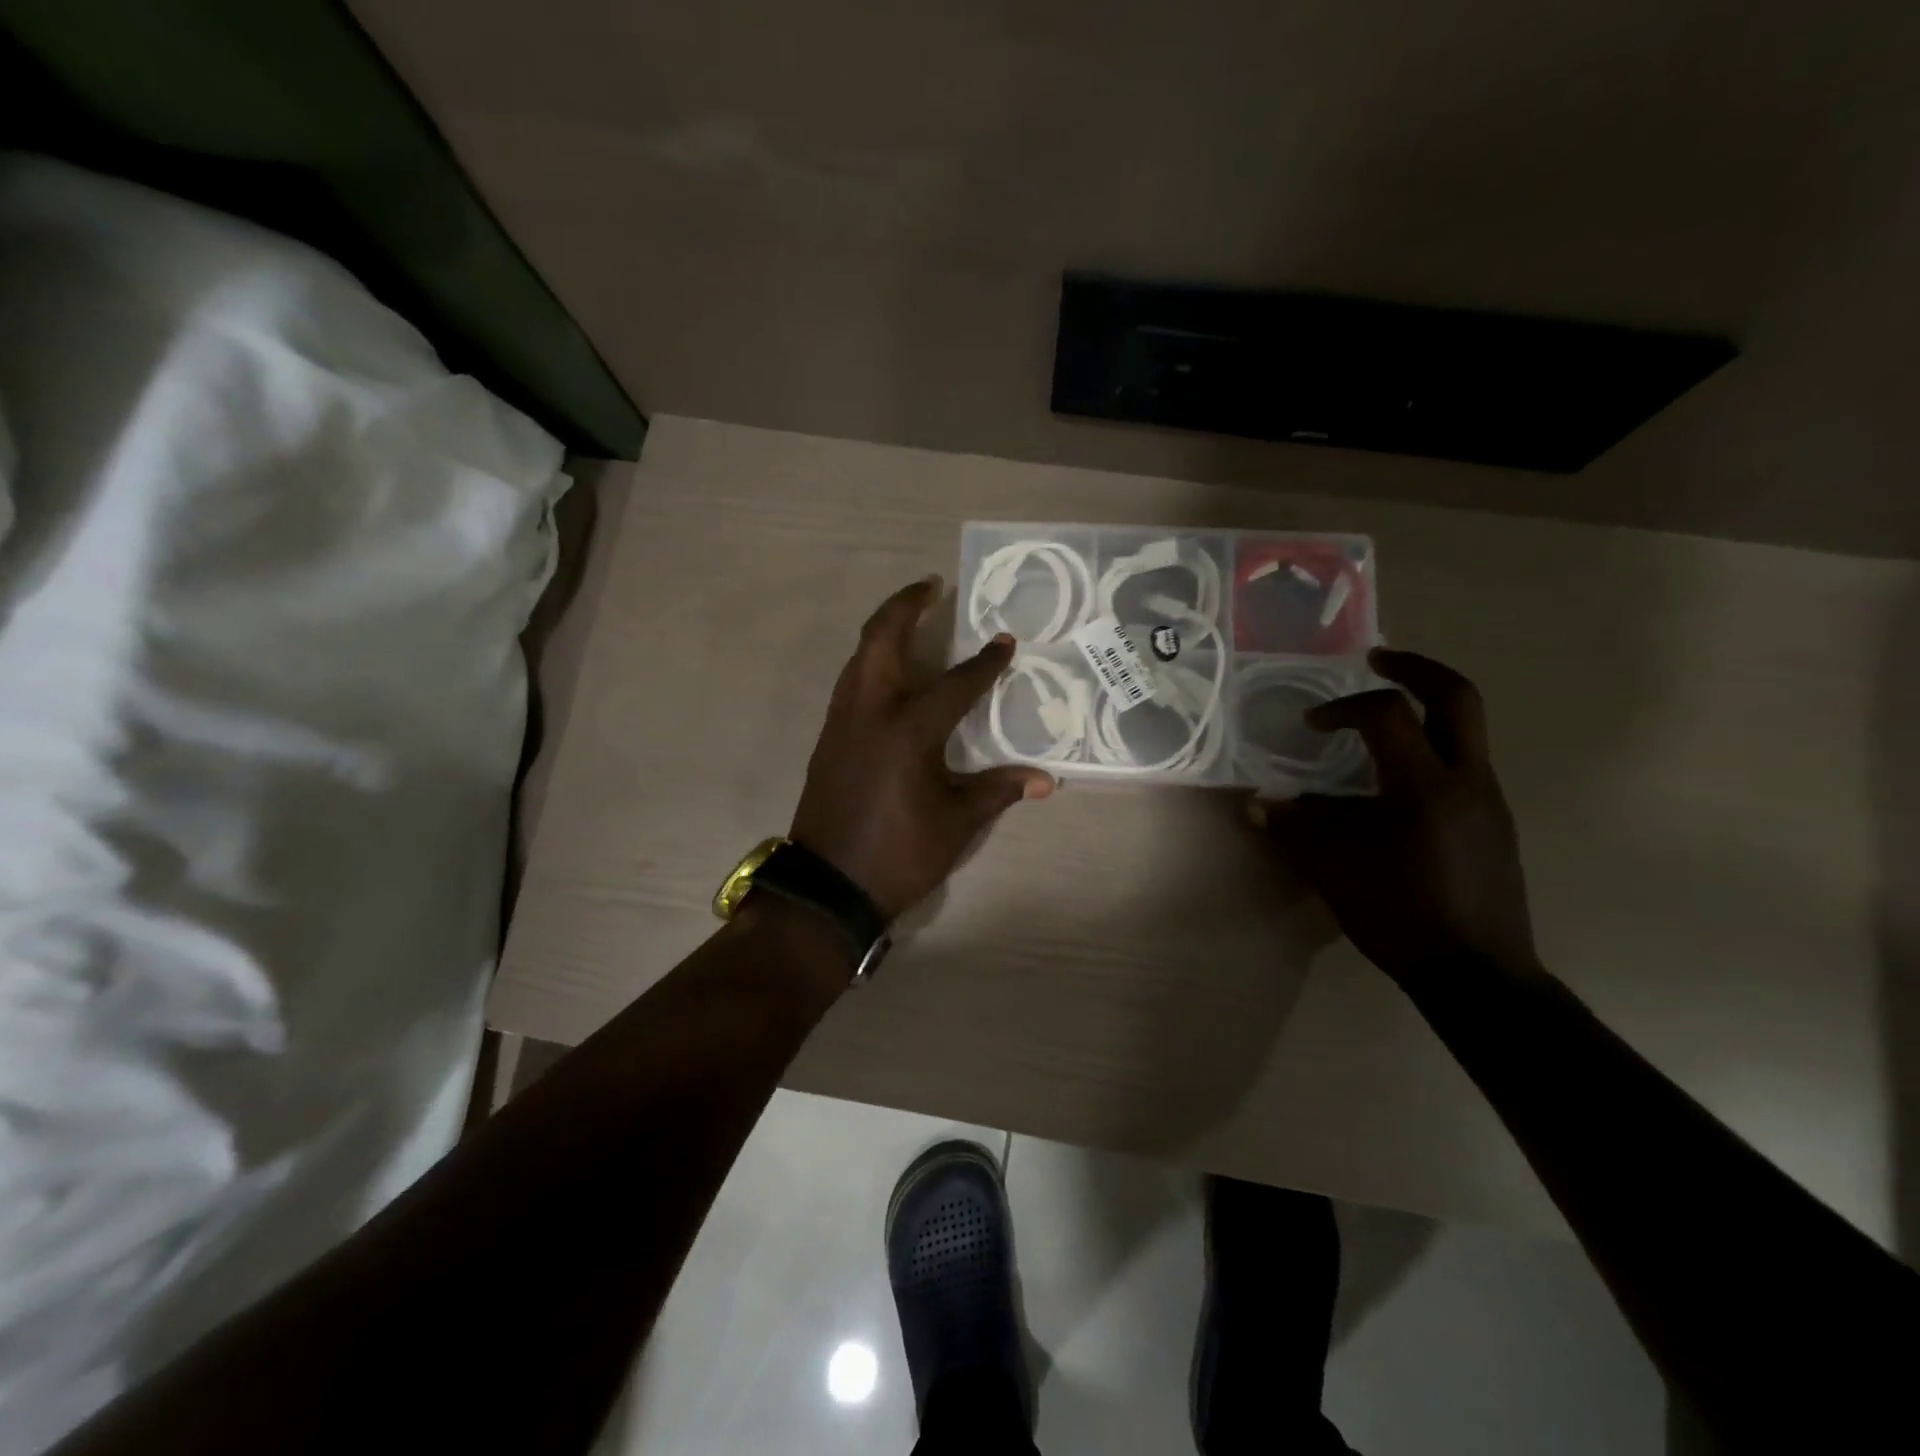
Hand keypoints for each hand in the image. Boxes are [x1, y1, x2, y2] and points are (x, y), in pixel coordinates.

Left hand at [791, 578, 1054, 919]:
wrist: (826, 886)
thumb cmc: (897, 855)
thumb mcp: (954, 824)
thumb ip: (996, 791)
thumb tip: (1045, 781)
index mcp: (907, 730)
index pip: (955, 683)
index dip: (984, 663)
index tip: (1005, 642)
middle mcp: (870, 711)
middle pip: (882, 638)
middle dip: (906, 605)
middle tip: (931, 586)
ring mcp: (842, 721)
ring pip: (859, 655)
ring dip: (884, 629)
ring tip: (910, 618)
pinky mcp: (828, 737)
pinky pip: (850, 680)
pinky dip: (870, 660)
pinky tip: (888, 672)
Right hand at [1253, 648, 1537, 987]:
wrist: (1477, 973)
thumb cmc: (1400, 915)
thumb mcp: (1333, 869)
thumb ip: (1294, 828)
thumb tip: (1258, 803)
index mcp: (1424, 786)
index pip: (1388, 714)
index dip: (1345, 707)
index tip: (1314, 724)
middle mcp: (1466, 780)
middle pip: (1457, 696)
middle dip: (1416, 669)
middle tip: (1377, 660)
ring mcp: (1489, 799)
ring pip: (1468, 728)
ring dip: (1427, 708)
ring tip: (1381, 721)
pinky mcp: (1496, 821)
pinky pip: (1467, 763)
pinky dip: (1433, 748)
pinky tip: (1397, 782)